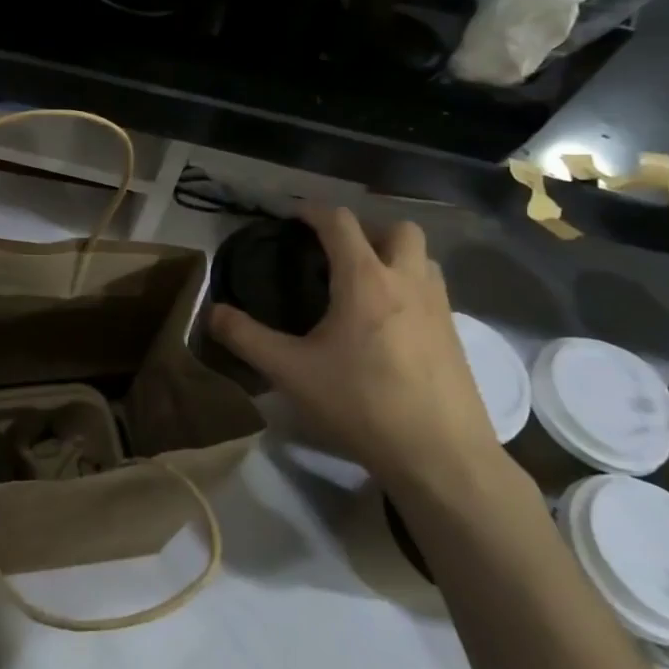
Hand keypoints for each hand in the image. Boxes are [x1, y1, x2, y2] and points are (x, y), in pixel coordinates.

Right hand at [209, 206, 497, 490]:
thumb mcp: (291, 372)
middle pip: (398, 228)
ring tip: (364, 281)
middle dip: (366, 228)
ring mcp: (439, 307)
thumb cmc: (361, 404)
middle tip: (337, 251)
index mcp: (365, 280)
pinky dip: (410, 285)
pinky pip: (433, 289)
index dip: (313, 211)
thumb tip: (212, 312)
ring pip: (423, 257)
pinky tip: (388, 322)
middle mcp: (407, 282)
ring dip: (394, 255)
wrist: (441, 456)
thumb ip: (246, 338)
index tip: (292, 215)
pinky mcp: (456, 335)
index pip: (340, 222)